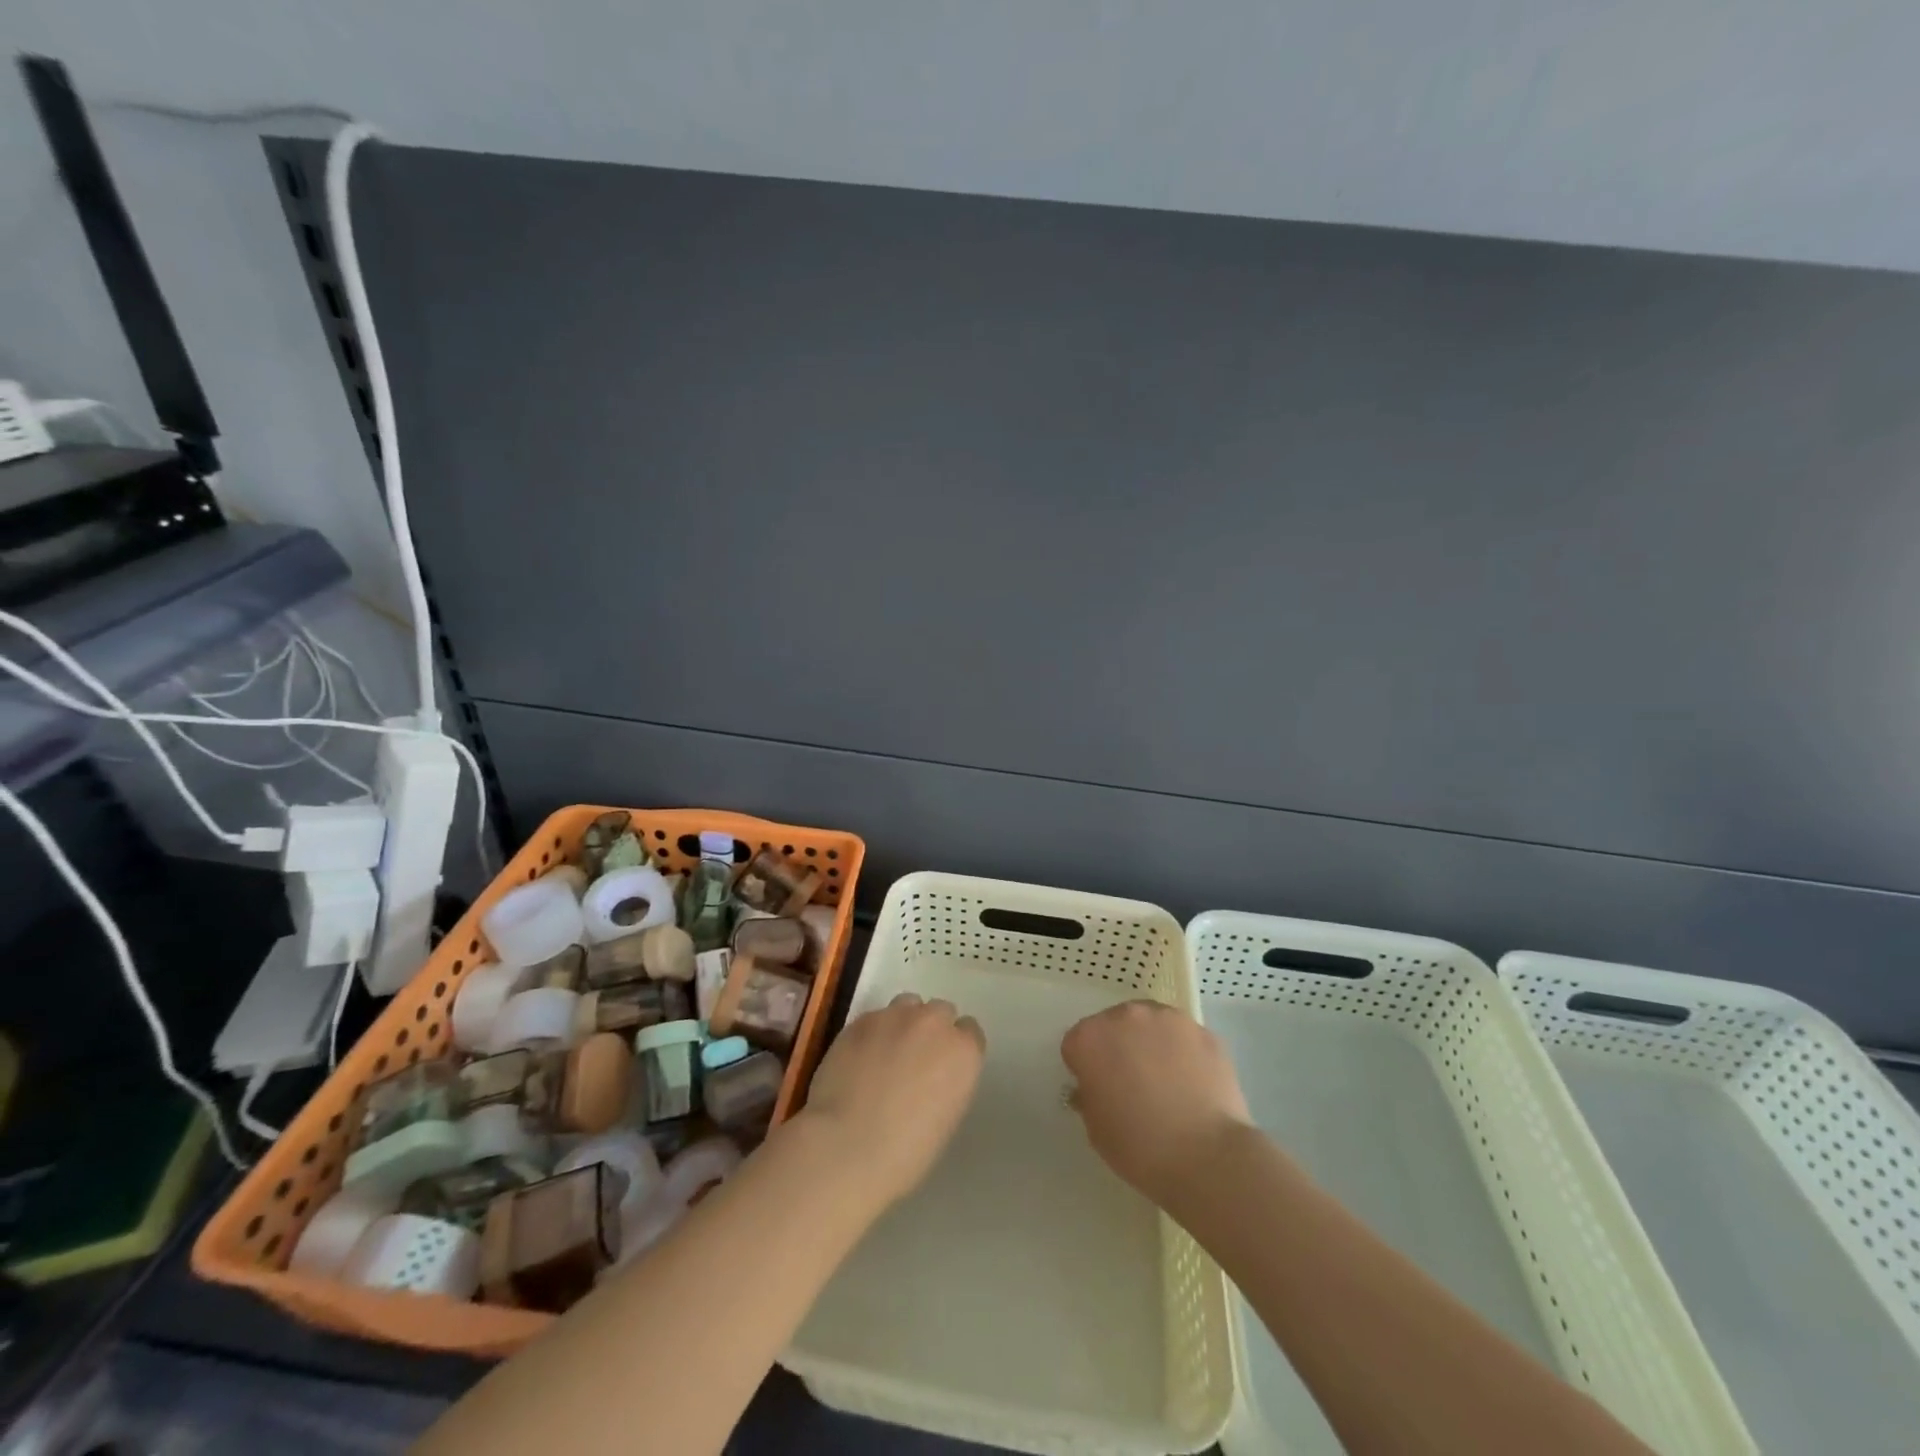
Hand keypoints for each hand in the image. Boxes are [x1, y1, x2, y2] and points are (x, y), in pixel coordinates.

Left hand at [798, 992, 984, 1207]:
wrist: (846, 1146)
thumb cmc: (905, 1152)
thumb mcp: (946, 1119)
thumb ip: (948, 1082)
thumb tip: (933, 1076)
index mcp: (963, 1052)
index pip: (970, 1032)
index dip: (956, 1049)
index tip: (943, 1068)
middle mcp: (934, 1023)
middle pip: (940, 1011)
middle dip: (932, 1030)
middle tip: (915, 1059)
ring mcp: (896, 1016)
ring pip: (907, 1005)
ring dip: (903, 1023)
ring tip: (886, 1052)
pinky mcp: (862, 1019)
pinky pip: (876, 1017)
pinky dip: (873, 1032)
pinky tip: (859, 1058)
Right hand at [1062, 1000, 1253, 1202]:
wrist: (1207, 1157)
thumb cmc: (1140, 1147)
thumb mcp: (1096, 1129)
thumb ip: (1090, 1096)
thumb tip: (1098, 1085)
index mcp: (1090, 1038)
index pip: (1077, 1044)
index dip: (1086, 1068)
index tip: (1100, 1091)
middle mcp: (1126, 1016)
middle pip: (1114, 1025)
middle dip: (1119, 1047)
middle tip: (1133, 1084)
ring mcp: (1168, 1018)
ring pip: (1151, 1025)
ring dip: (1151, 1043)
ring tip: (1168, 1082)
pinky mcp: (1202, 1030)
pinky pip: (1183, 1037)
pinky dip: (1184, 1053)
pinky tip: (1193, 1084)